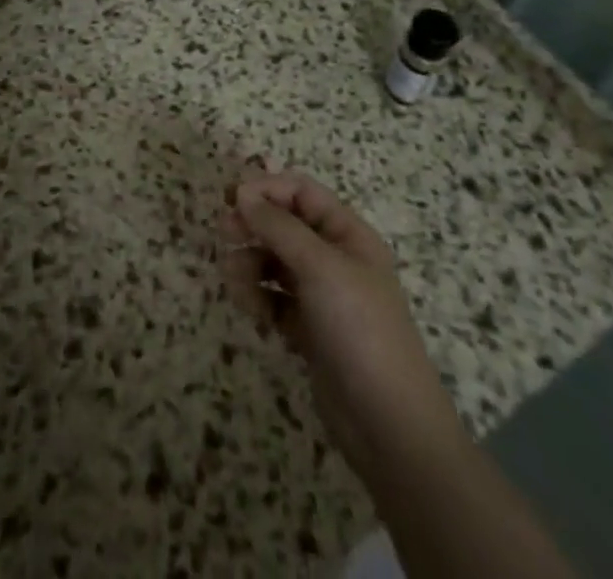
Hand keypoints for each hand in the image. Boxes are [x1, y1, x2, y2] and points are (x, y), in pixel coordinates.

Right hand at [222, 171, 465, 484]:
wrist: (389, 424)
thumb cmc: (360, 328)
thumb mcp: (320, 267)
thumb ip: (279, 227)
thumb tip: (243, 193)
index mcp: (348, 234)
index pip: (302, 193)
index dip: (267, 189)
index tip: (232, 200)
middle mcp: (335, 259)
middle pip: (285, 225)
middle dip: (254, 225)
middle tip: (223, 234)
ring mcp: (322, 296)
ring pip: (275, 262)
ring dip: (251, 263)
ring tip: (234, 280)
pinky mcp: (309, 330)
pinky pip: (275, 299)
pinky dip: (259, 298)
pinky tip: (251, 309)